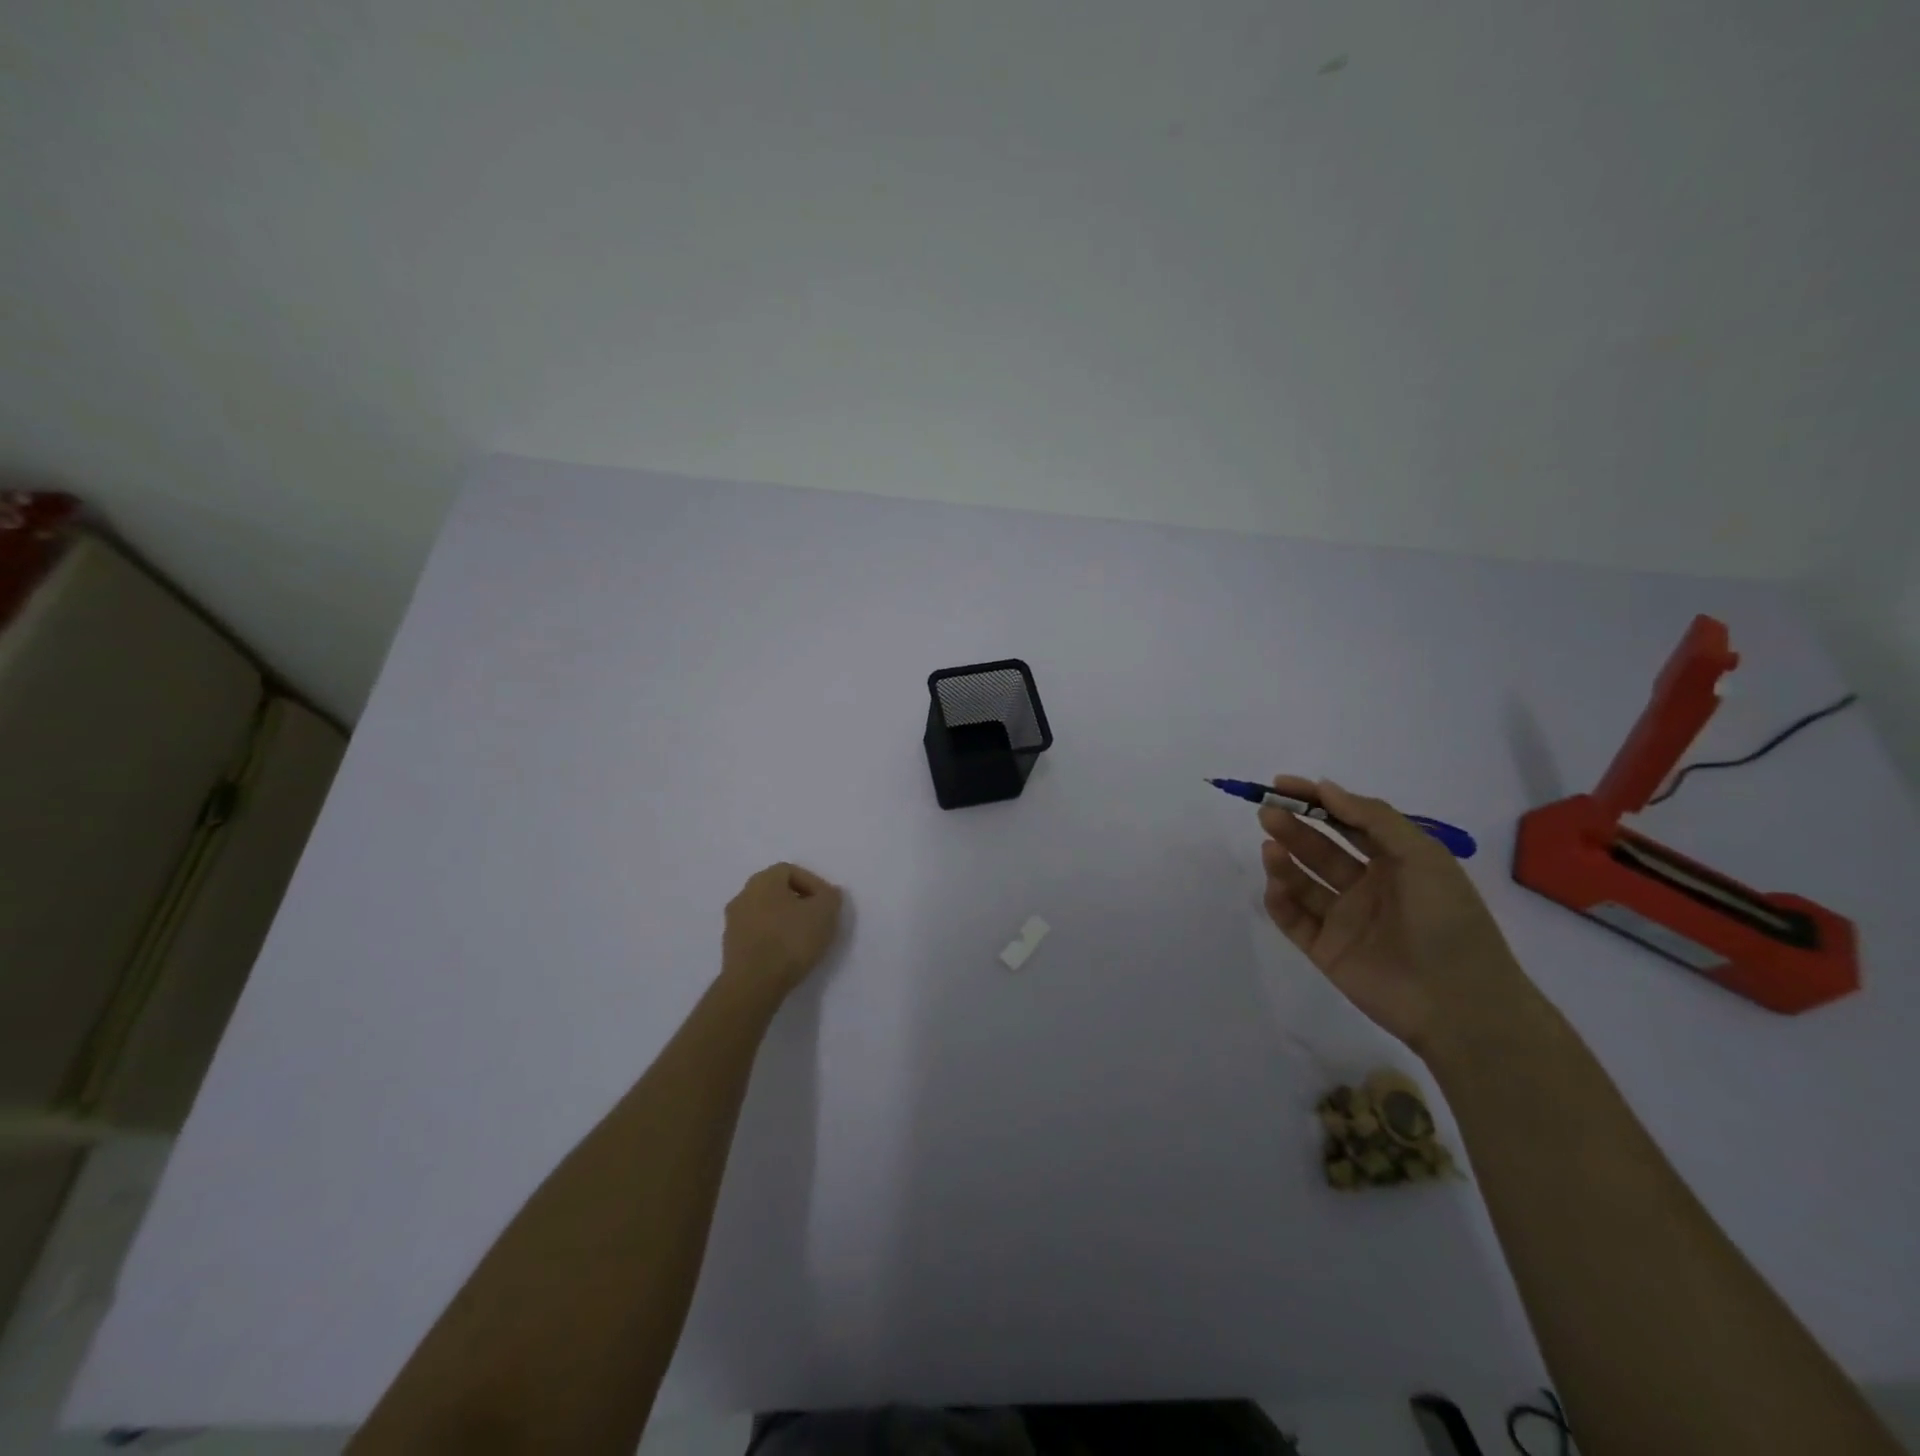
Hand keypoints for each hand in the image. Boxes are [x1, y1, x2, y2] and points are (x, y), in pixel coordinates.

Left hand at [722, 862, 844, 999]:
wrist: (753, 985)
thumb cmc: (790, 940)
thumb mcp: (824, 913)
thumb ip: (830, 896)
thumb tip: (827, 894)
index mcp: (763, 880)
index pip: (790, 871)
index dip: (813, 883)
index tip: (826, 903)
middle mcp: (743, 895)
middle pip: (776, 891)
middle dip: (798, 902)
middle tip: (816, 919)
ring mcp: (733, 922)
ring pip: (765, 913)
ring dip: (784, 921)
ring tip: (803, 939)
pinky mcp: (730, 947)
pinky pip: (756, 934)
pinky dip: (772, 938)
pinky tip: (786, 954)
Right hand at [1259, 777, 1541, 1060]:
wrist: (1459, 1003)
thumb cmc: (1448, 920)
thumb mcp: (1422, 856)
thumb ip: (1374, 819)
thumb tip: (1325, 788)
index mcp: (1396, 863)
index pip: (1348, 823)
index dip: (1316, 801)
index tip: (1282, 785)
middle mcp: (1367, 887)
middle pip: (1320, 849)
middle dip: (1294, 827)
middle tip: (1267, 812)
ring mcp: (1345, 919)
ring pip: (1303, 882)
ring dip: (1284, 861)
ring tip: (1270, 846)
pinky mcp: (1325, 949)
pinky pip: (1294, 919)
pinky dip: (1280, 900)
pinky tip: (1276, 885)